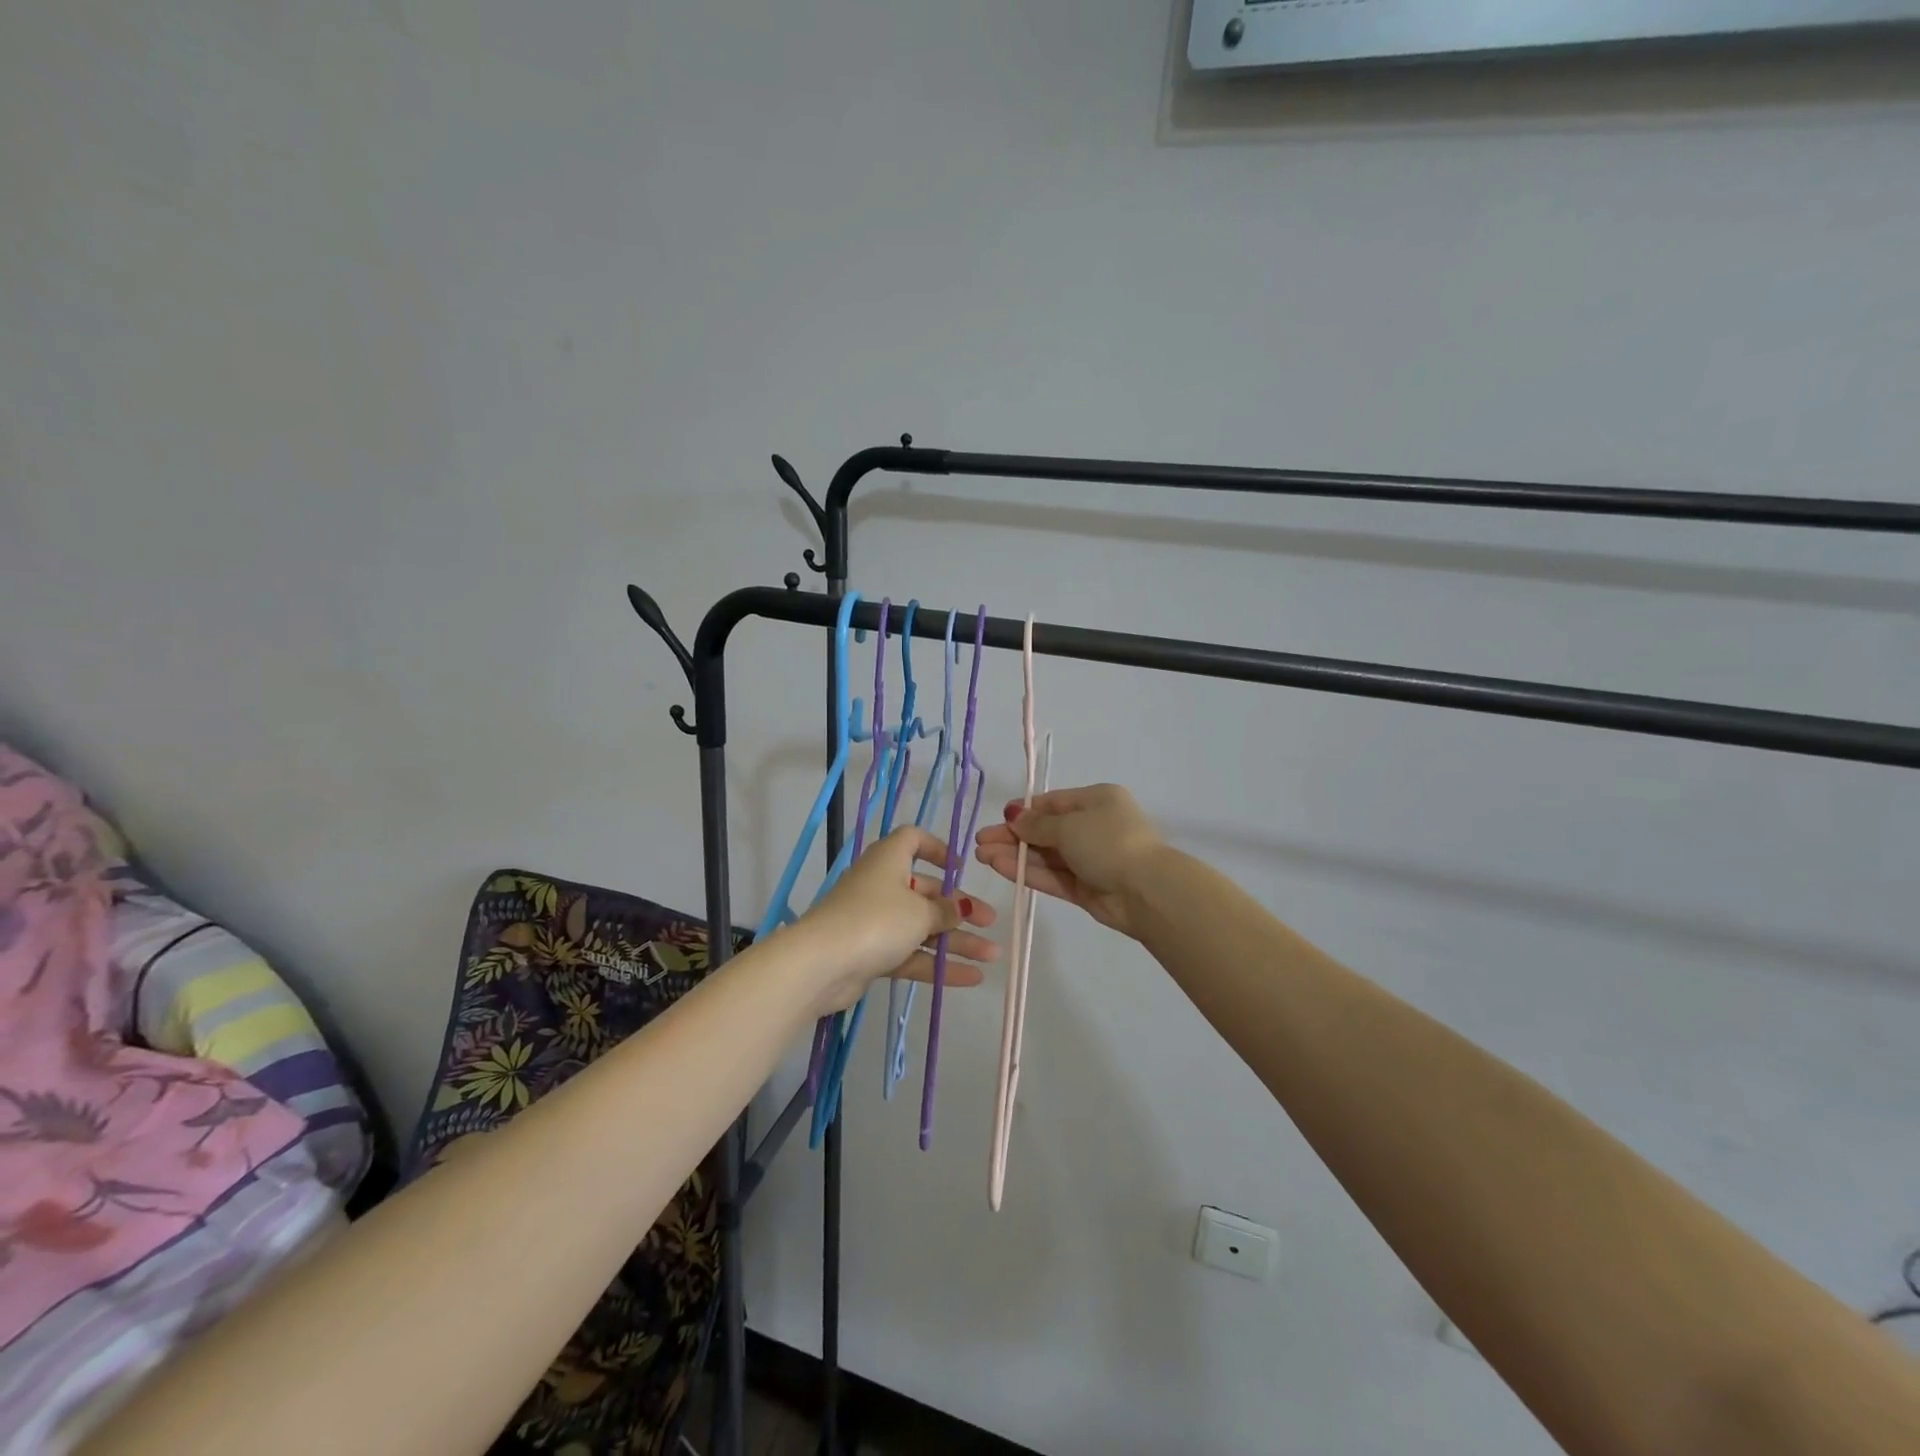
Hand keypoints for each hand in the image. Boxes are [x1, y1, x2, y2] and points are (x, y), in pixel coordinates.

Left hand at [793, 826, 999, 1014]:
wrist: (823, 963)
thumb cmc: (876, 919)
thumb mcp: (919, 912)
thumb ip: (945, 910)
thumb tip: (960, 908)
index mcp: (889, 860)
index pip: (913, 840)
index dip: (937, 849)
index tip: (960, 868)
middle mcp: (882, 885)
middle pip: (925, 891)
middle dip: (959, 908)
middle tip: (990, 922)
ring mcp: (875, 921)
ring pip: (922, 927)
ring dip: (956, 941)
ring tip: (992, 956)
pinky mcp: (872, 953)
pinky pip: (911, 954)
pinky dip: (938, 964)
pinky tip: (971, 978)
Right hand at [973, 783, 1165, 937]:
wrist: (1146, 890)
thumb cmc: (1109, 842)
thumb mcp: (1069, 825)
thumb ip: (1037, 824)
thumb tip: (1013, 816)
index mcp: (1096, 801)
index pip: (1052, 804)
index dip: (1024, 812)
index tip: (997, 819)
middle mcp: (1093, 827)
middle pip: (1045, 831)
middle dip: (1013, 836)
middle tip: (981, 842)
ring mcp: (1089, 860)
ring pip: (1046, 856)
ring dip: (1015, 855)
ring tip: (982, 856)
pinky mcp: (1085, 888)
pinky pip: (1052, 876)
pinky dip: (1028, 872)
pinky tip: (1000, 868)